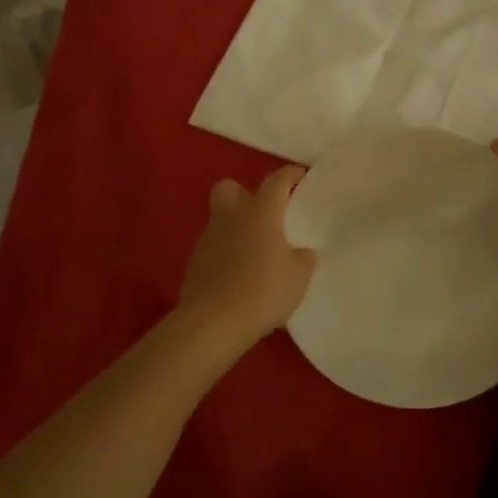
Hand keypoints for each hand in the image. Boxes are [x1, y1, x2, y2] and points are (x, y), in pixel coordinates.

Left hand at [179, 165, 317, 343]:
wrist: (214, 322)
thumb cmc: (264, 291)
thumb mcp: (299, 276)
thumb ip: (302, 258)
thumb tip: (300, 252)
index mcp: (261, 213)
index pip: (277, 181)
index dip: (290, 175)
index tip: (300, 176)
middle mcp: (231, 218)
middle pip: (230, 187)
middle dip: (245, 194)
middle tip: (264, 214)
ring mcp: (208, 239)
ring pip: (221, 220)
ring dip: (237, 229)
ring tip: (256, 254)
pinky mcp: (195, 263)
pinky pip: (214, 248)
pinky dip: (226, 255)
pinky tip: (240, 277)